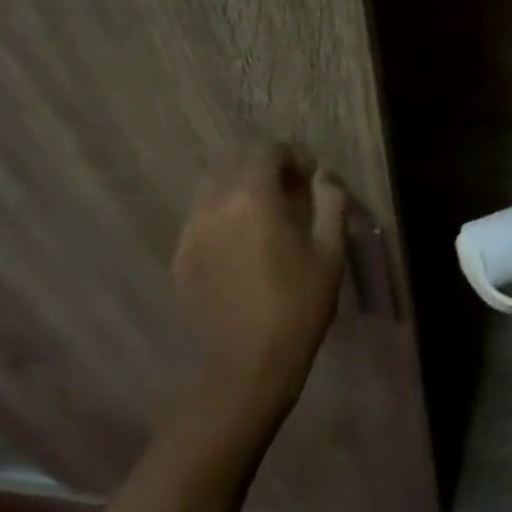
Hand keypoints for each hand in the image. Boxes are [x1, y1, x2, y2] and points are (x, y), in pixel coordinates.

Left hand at [171, 141, 347, 435]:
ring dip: (240, 187)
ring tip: (265, 215)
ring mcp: (191, 231)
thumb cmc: (299, 304)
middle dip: (265, 166)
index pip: (266, 150)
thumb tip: (324, 175)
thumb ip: (330, 202)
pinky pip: (201, 217)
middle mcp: (214, 205)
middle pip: (235, 161)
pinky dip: (223, 214)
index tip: (312, 177)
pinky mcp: (181, 256)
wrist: (250, 361)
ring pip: (212, 186)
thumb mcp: (330, 251)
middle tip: (291, 191)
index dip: (293, 155)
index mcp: (253, 198)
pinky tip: (243, 243)